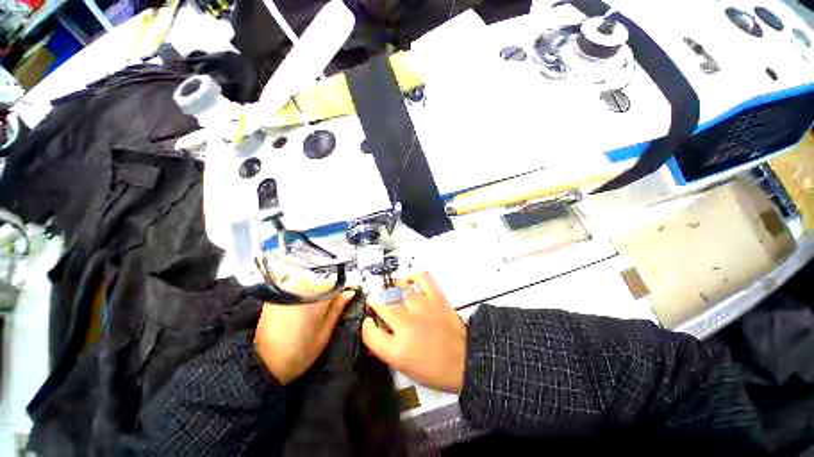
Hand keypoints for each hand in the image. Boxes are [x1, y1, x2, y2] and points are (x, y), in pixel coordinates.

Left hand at [254, 288, 355, 384]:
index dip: (345, 286)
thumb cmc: (299, 352)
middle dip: (332, 286)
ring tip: (320, 302)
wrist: (262, 363)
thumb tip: (350, 291)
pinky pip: (298, 283)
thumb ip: (338, 309)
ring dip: (319, 286)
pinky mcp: (278, 293)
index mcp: (317, 297)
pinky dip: (305, 288)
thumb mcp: (324, 334)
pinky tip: (306, 301)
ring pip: (311, 278)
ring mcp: (288, 288)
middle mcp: (302, 287)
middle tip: (336, 299)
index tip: (349, 292)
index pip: (338, 281)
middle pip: (324, 277)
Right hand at [362, 272, 465, 392]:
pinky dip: (412, 275)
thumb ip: (385, 347)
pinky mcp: (435, 296)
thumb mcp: (404, 367)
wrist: (466, 359)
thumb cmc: (434, 369)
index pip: (369, 332)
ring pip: (397, 290)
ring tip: (393, 294)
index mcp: (397, 350)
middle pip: (381, 306)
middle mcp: (405, 324)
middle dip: (376, 304)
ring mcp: (421, 307)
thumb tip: (375, 326)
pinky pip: (420, 277)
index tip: (369, 321)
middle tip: (379, 305)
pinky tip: (407, 280)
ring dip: (391, 291)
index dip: (366, 325)